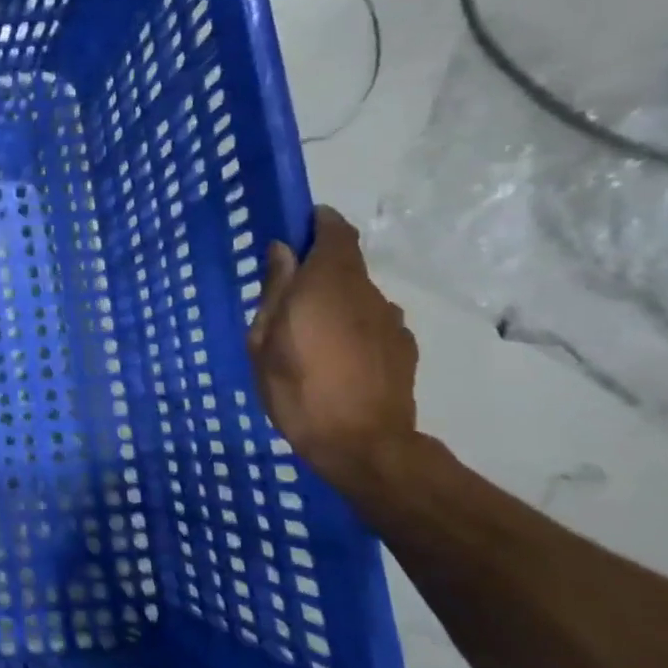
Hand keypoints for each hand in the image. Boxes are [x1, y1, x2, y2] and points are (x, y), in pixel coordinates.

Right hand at [246, 207, 419, 490]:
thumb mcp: (263, 340)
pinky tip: (335, 359)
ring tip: (308, 337)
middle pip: (345, 264)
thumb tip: (283, 250)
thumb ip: (275, 290)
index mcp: (328, 283)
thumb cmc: (296, 389)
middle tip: (286, 298)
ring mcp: (391, 320)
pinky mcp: (404, 347)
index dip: (318, 222)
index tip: (296, 229)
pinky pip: (372, 323)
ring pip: (357, 296)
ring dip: (334, 303)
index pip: (334, 230)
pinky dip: (352, 328)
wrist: (362, 445)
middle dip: (317, 271)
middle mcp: (366, 292)